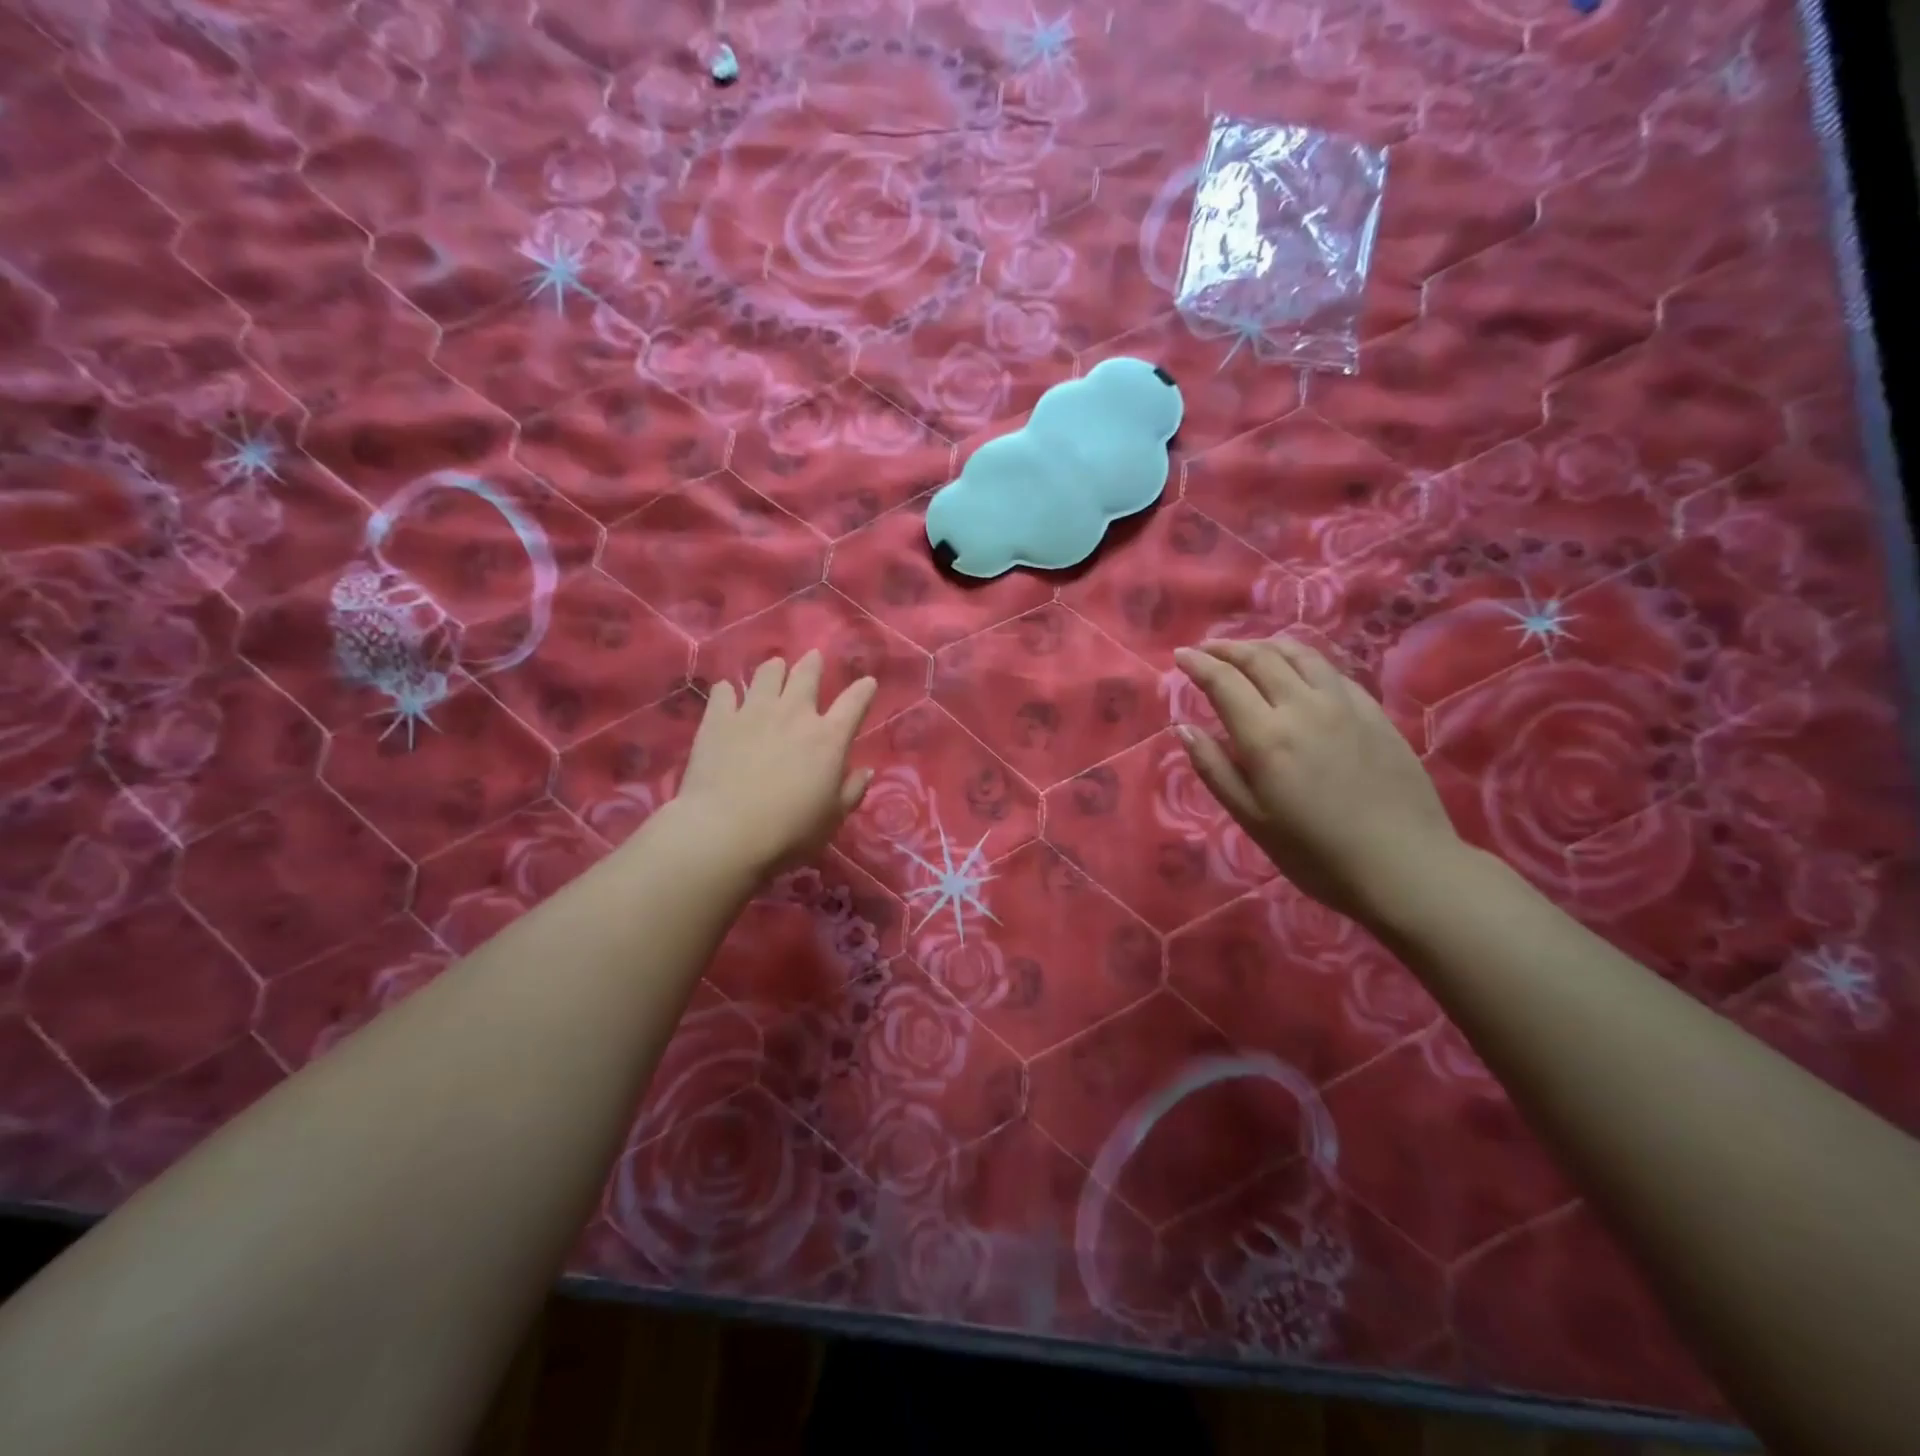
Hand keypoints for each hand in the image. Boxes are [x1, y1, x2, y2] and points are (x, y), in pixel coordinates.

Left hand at [673, 651, 877, 877]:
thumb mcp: (833, 818)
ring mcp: (753, 712)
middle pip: (807, 675)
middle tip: (814, 658)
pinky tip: (728, 694)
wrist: (725, 831)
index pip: (854, 703)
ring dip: (774, 669)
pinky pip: (723, 693)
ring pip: (767, 674)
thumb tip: (865, 771)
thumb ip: (851, 791)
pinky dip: (729, 691)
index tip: (868, 682)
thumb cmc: (789, 831)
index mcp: (829, 738)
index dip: (864, 690)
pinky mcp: (718, 720)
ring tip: (774, 668)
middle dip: (813, 664)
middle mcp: (794, 714)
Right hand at [1173, 636, 1461, 923]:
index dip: (1198, 664)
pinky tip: (1299, 673)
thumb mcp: (1251, 819)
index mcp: (1266, 736)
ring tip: (1249, 651)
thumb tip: (1184, 729)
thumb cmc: (1315, 852)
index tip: (1180, 655)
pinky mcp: (1374, 712)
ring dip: (1266, 645)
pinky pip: (1331, 671)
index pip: (1223, 681)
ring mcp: (1344, 704)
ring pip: (1300, 654)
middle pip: (1260, 658)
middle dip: (1227, 647)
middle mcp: (1303, 707)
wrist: (1404, 864)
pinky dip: (1303, 661)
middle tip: (1207, 649)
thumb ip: (1214, 769)